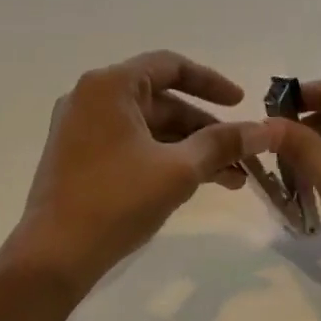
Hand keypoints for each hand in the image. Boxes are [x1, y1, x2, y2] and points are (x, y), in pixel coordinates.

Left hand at [10, 51, 269, 294]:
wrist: (55, 254)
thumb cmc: (117, 202)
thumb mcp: (178, 170)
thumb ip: (223, 144)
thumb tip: (266, 130)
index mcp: (109, 86)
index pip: (170, 66)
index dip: (212, 83)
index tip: (242, 103)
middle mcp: (89, 98)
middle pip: (160, 101)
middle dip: (205, 129)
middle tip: (241, 156)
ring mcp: (79, 129)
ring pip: (147, 129)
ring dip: (188, 149)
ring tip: (230, 180)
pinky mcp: (77, 158)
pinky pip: (129, 147)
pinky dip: (161, 160)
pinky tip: (192, 184)